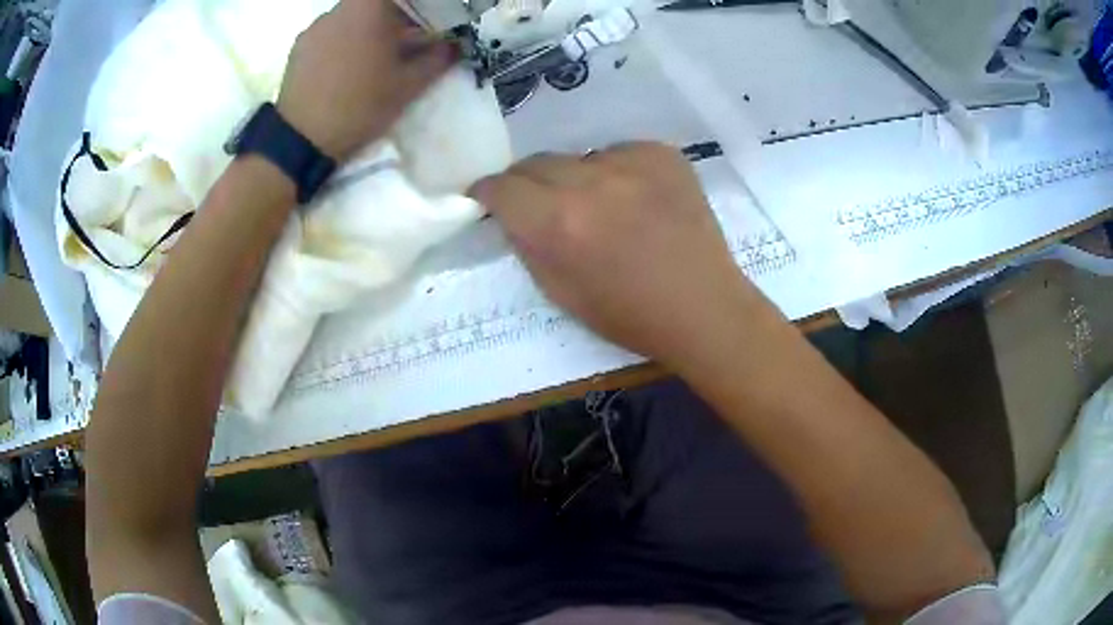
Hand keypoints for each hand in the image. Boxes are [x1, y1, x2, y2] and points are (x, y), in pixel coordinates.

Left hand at [277, 0, 453, 161]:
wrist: (302, 139)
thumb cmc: (360, 104)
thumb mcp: (408, 84)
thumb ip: (437, 59)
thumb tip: (453, 46)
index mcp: (369, 7)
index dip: (414, 7)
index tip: (424, 21)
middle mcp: (339, 9)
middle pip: (373, 4)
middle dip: (392, 18)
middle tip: (404, 40)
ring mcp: (315, 27)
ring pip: (350, 17)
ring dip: (366, 29)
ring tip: (372, 57)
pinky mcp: (299, 47)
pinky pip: (329, 34)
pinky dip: (342, 42)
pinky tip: (345, 68)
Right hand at [470, 143, 775, 369]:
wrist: (703, 306)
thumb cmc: (629, 314)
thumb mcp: (559, 292)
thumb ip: (527, 243)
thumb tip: (512, 212)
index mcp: (559, 223)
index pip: (501, 186)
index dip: (489, 193)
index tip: (490, 200)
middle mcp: (590, 183)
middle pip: (535, 162)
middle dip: (528, 183)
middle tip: (541, 205)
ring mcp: (631, 162)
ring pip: (579, 158)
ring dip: (576, 179)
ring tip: (601, 208)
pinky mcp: (662, 154)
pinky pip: (619, 153)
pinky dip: (617, 173)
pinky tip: (637, 201)